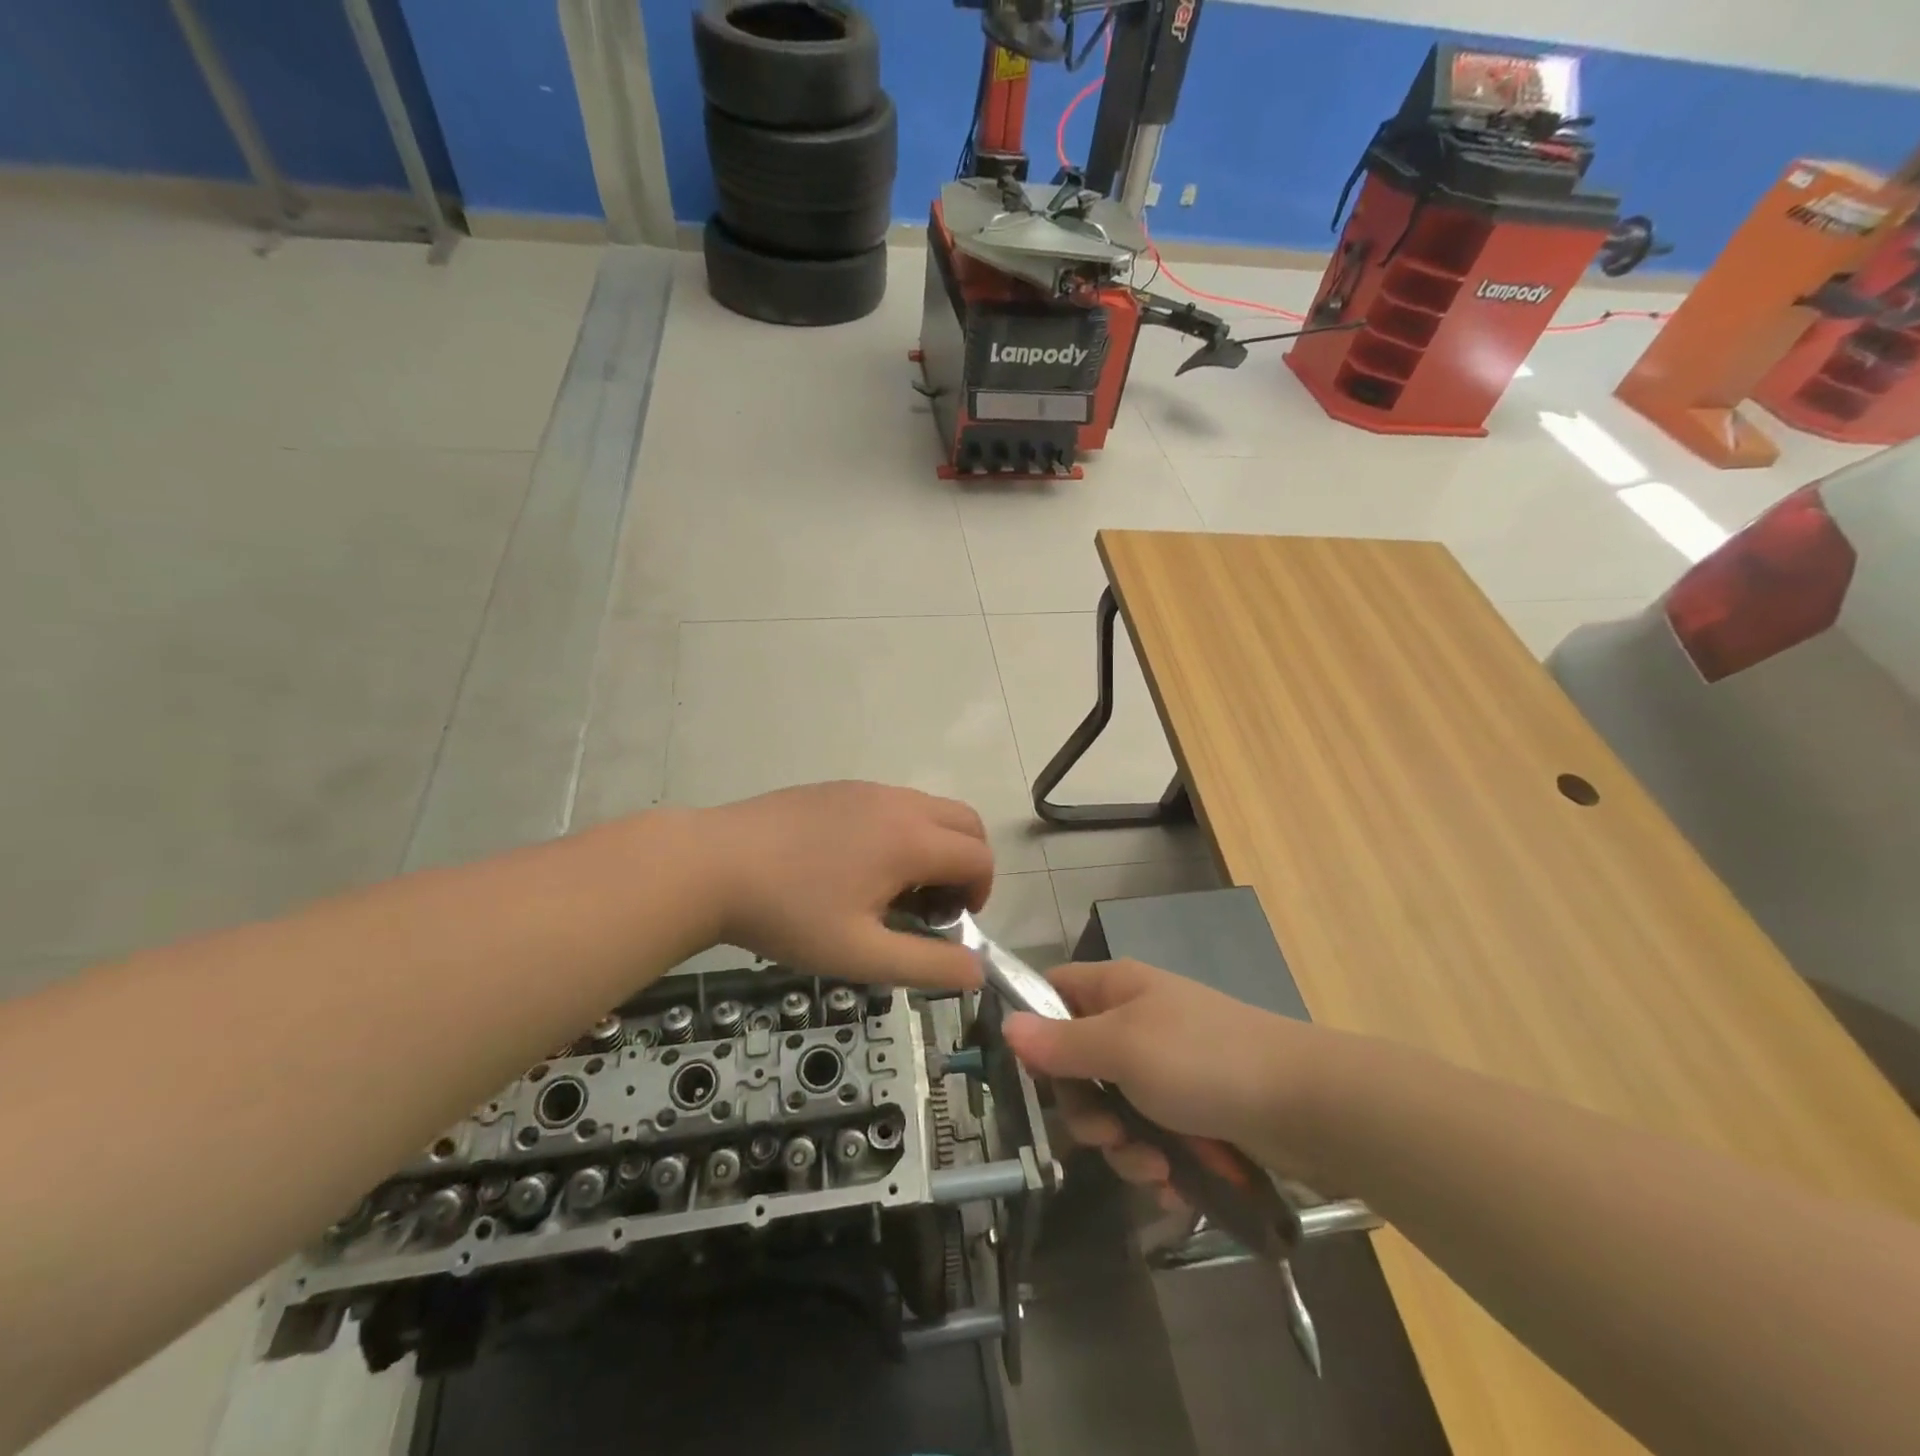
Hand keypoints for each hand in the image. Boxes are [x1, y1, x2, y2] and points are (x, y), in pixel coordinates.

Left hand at [700, 782, 992, 988]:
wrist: (712, 864)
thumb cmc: (789, 914)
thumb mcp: (860, 955)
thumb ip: (926, 966)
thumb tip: (976, 972)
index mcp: (911, 840)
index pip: (979, 857)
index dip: (980, 893)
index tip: (948, 924)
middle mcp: (899, 803)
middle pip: (966, 822)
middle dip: (967, 864)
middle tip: (931, 906)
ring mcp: (867, 789)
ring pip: (930, 808)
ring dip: (935, 846)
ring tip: (892, 889)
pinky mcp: (839, 787)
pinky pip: (895, 803)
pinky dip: (904, 830)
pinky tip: (857, 866)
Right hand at [1001, 959, 1320, 1192]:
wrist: (1307, 1105)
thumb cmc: (1203, 1060)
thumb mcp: (1122, 1049)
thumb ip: (1061, 1044)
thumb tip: (1006, 1026)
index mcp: (1117, 989)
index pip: (1053, 992)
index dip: (1036, 1028)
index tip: (1035, 1074)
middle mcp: (1136, 1023)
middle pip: (1077, 1065)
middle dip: (1087, 1111)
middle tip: (1108, 1135)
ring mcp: (1165, 1069)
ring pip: (1112, 1111)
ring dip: (1124, 1148)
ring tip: (1157, 1168)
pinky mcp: (1192, 1111)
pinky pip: (1150, 1138)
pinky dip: (1157, 1164)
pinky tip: (1177, 1186)